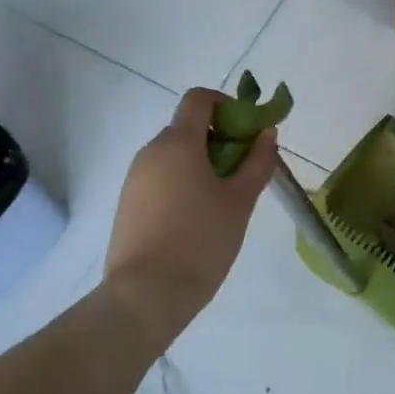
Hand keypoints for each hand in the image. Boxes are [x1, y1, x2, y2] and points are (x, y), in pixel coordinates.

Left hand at [104, 88, 278, 319]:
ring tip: (225, 200)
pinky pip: (161, 178)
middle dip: (220, 140)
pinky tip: (199, 218)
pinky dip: (184, 183)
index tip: (249, 132)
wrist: (146, 294)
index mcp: (177, 143)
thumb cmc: (201, 240)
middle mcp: (150, 152)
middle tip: (245, 172)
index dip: (228, 105)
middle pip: (188, 128)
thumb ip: (257, 162)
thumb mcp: (240, 200)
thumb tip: (266, 133)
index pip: (199, 99)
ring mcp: (134, 179)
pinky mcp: (128, 204)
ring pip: (175, 155)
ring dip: (203, 164)